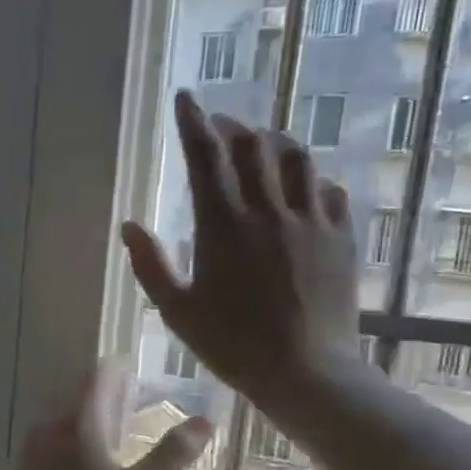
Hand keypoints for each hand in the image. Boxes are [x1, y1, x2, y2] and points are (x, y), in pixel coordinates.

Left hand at [0, 362, 211, 469]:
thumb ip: (171, 455)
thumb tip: (205, 421)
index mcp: (78, 420)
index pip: (98, 376)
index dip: (118, 368)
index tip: (137, 370)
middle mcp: (50, 424)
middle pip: (78, 396)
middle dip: (105, 395)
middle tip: (131, 401)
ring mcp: (29, 448)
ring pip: (62, 421)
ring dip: (86, 420)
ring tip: (111, 434)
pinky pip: (49, 445)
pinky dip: (70, 444)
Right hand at [121, 91, 359, 413]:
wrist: (306, 372)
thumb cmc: (233, 345)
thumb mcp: (177, 311)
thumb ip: (150, 265)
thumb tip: (129, 225)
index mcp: (223, 224)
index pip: (205, 155)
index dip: (193, 121)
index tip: (185, 98)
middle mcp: (268, 209)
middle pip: (251, 145)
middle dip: (232, 126)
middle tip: (219, 126)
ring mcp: (310, 220)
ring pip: (296, 157)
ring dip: (273, 143)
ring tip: (261, 146)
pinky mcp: (341, 236)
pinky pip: (329, 189)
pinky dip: (310, 179)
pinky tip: (303, 188)